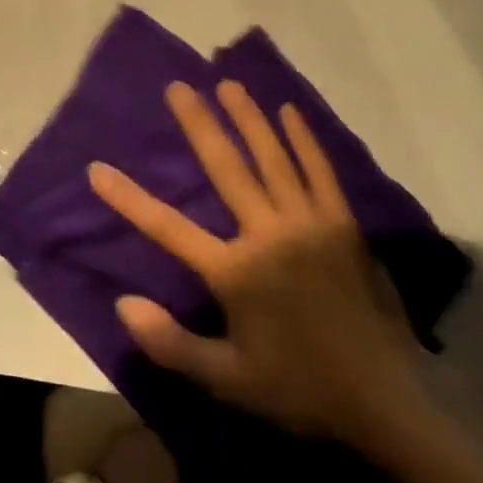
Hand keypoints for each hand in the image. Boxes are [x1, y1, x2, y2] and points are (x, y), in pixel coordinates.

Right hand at [89, 80, 439, 449]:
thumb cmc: (298, 388)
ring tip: (228, 84)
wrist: (385, 398)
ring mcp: (310, 223)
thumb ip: (172, 343)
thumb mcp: (227, 380)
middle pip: (226, 169)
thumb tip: (124, 304)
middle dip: (198, 124)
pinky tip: (289, 112)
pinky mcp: (342, 223)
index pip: (168, 228)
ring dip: (249, 118)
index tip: (98, 169)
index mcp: (236, 272)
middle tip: (179, 87)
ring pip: (273, 158)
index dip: (128, 198)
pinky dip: (304, 140)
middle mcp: (269, 234)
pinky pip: (320, 171)